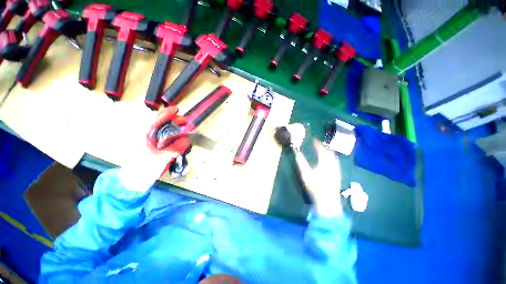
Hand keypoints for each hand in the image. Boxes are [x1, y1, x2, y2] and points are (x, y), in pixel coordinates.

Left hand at [119, 107, 190, 192]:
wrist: (135, 182)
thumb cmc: (142, 169)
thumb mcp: (159, 159)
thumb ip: (174, 149)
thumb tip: (186, 141)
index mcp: (143, 136)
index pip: (154, 120)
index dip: (166, 113)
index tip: (177, 110)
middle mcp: (147, 137)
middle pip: (162, 124)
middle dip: (175, 122)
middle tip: (185, 123)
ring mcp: (153, 143)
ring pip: (166, 132)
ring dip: (176, 131)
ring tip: (185, 133)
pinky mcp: (157, 148)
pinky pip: (167, 141)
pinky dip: (175, 140)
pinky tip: (181, 142)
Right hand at [296, 140, 342, 216]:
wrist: (328, 200)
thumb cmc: (315, 186)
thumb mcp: (306, 174)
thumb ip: (301, 163)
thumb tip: (297, 154)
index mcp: (324, 163)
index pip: (321, 150)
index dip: (317, 144)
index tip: (314, 140)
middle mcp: (332, 164)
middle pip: (329, 152)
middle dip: (324, 147)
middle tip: (318, 144)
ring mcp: (336, 170)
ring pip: (334, 157)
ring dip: (329, 152)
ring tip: (324, 150)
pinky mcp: (338, 175)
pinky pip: (336, 162)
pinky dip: (332, 158)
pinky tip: (330, 161)